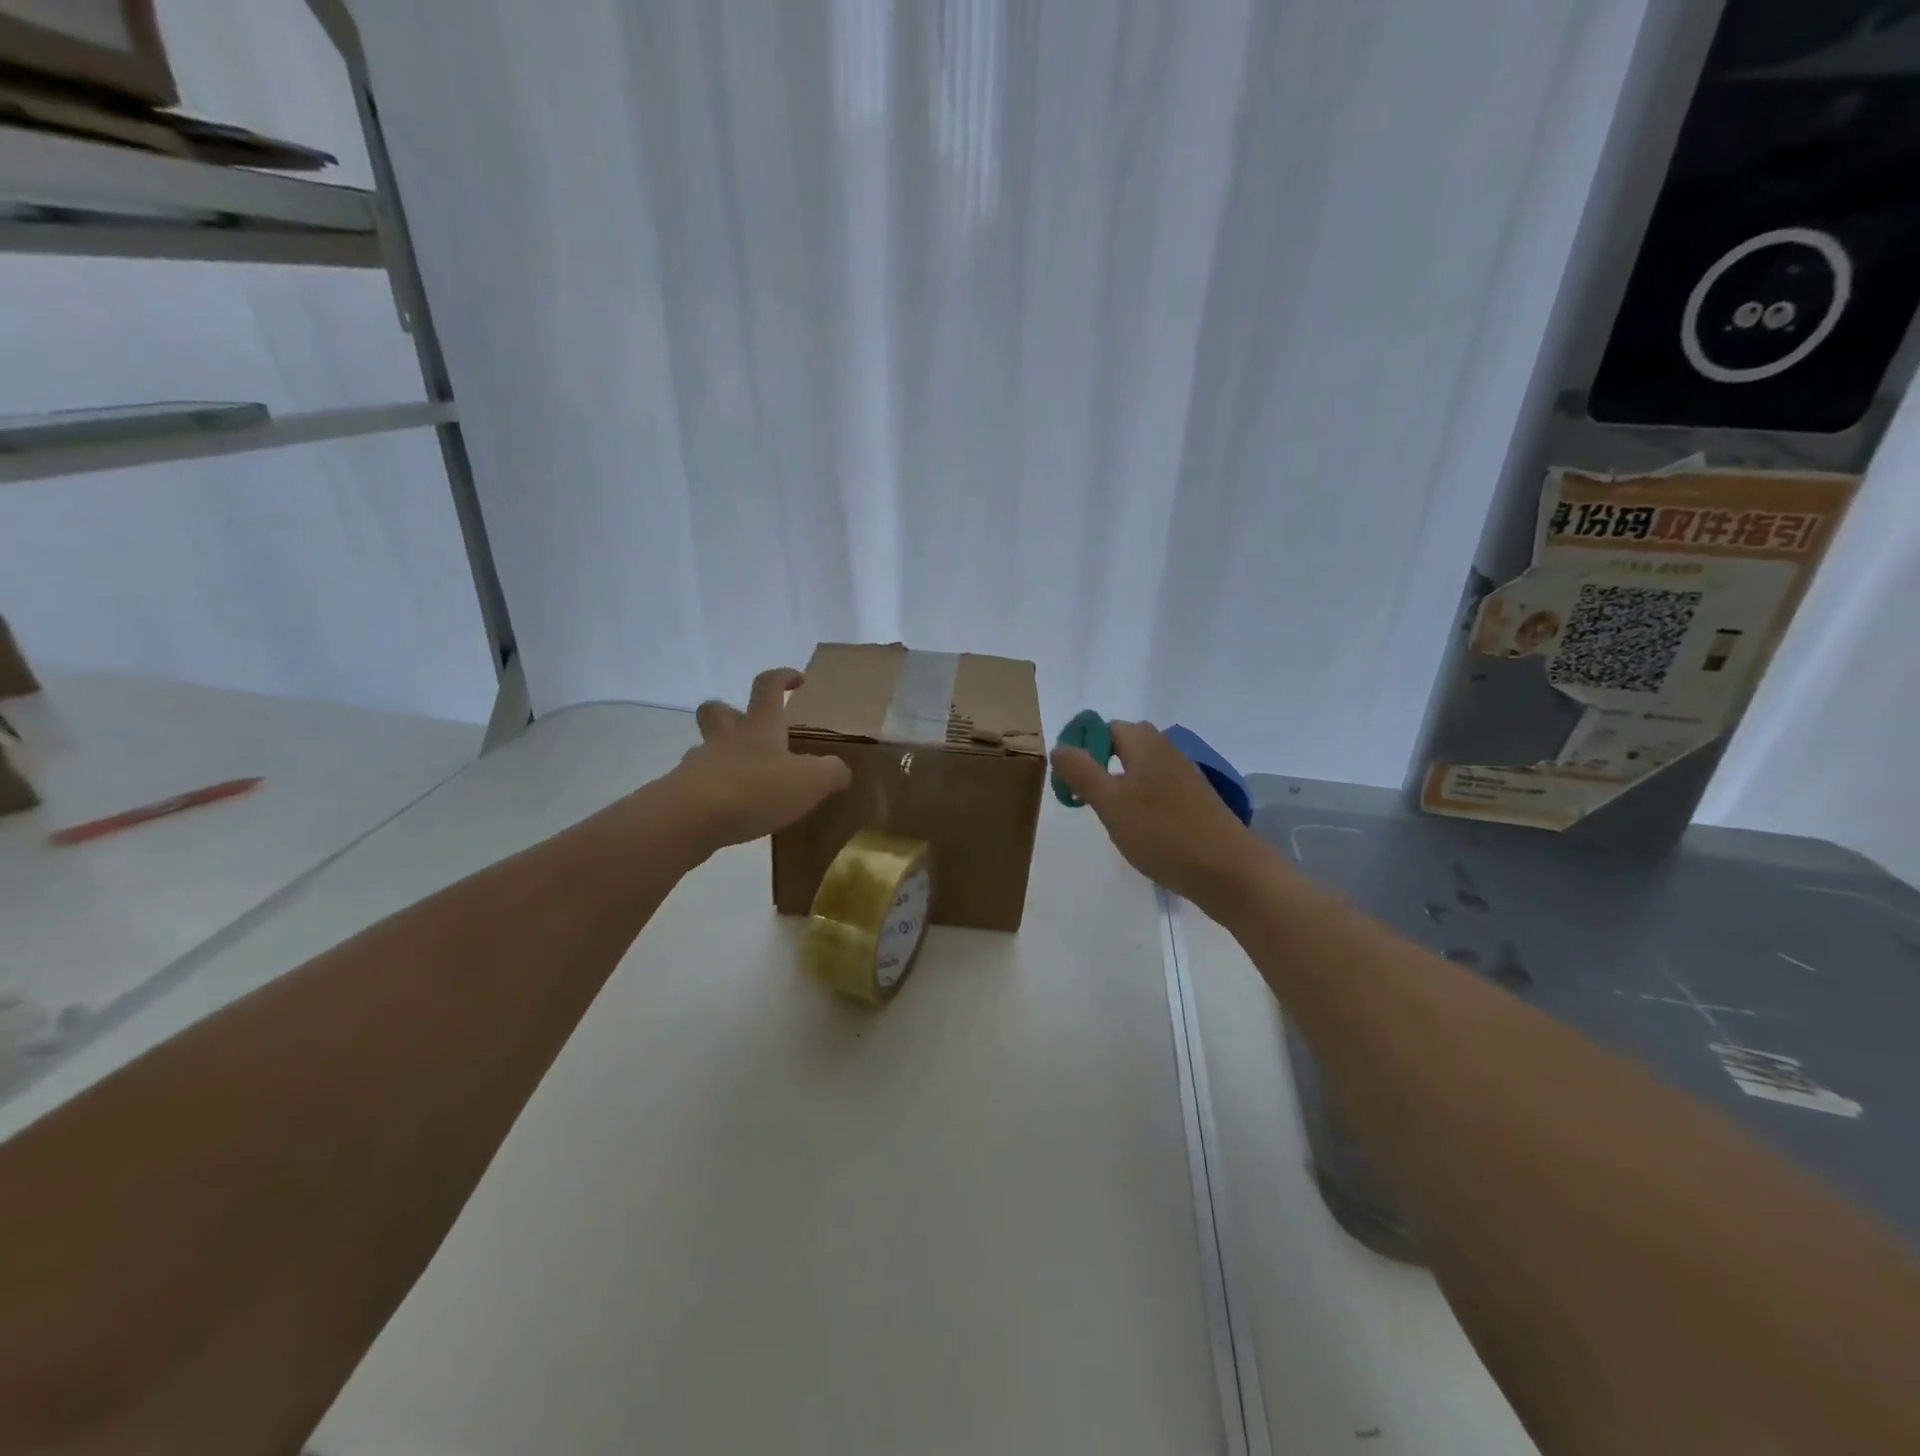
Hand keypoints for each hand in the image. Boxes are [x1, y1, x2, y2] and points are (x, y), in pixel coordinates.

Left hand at [669, 668, 851, 852]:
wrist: (693, 818)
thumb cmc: (757, 788)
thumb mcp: (811, 781)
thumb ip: (831, 772)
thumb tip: (840, 770)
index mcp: (760, 727)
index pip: (768, 687)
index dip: (782, 678)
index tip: (797, 680)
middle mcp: (727, 739)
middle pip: (717, 710)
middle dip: (730, 711)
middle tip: (747, 725)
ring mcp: (699, 764)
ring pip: (705, 748)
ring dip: (720, 755)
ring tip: (743, 778)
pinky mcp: (682, 794)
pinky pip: (697, 784)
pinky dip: (712, 791)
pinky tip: (728, 810)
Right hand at [1051, 721, 1262, 911]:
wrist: (1228, 871)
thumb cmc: (1162, 833)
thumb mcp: (1111, 803)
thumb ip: (1082, 772)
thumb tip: (1059, 747)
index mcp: (1146, 744)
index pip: (1107, 727)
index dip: (1083, 746)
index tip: (1070, 778)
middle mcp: (1168, 751)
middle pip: (1126, 744)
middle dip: (1101, 764)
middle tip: (1087, 797)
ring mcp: (1185, 776)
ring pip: (1142, 768)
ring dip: (1121, 785)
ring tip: (1110, 816)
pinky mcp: (1195, 801)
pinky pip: (1158, 788)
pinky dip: (1141, 800)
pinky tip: (1138, 829)